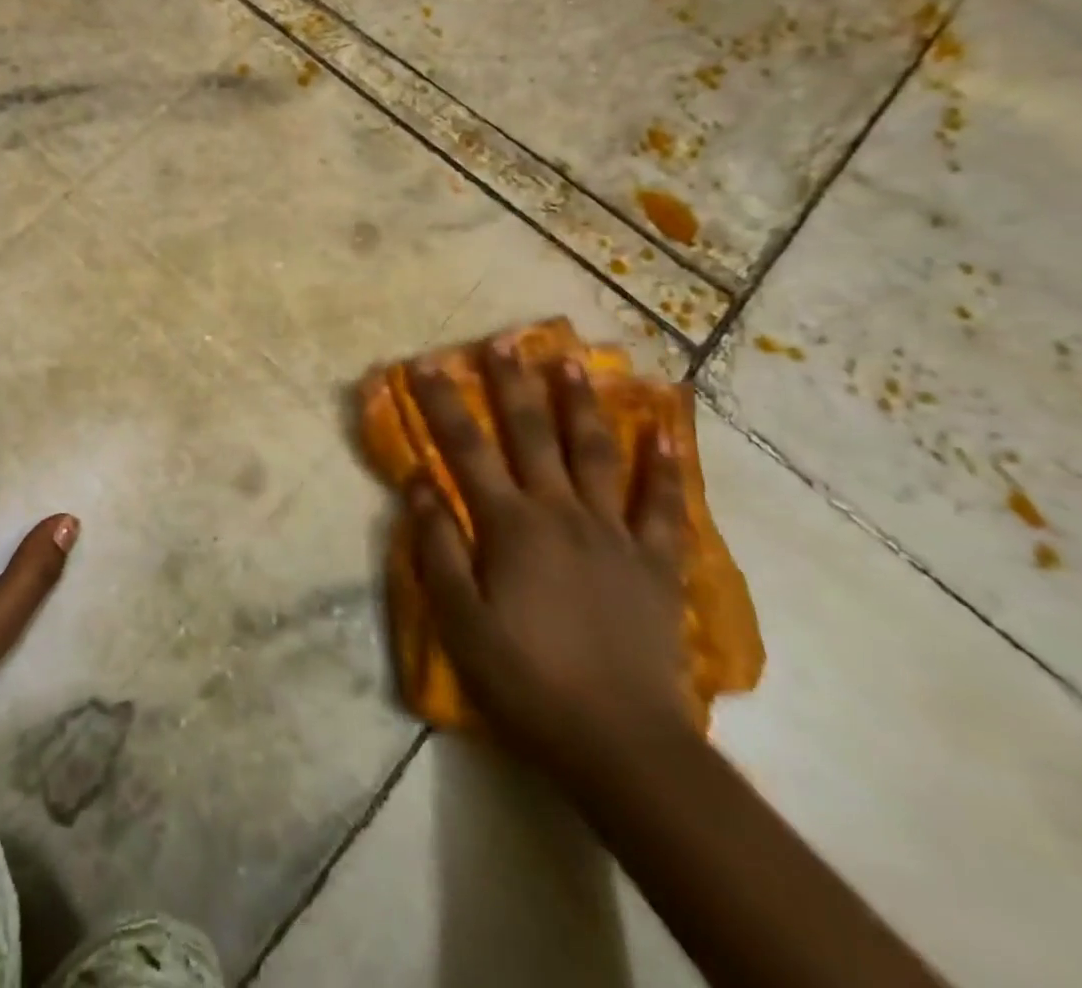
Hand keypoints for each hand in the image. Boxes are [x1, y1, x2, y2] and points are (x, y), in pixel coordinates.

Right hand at [405, 339, 693, 785]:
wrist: (621, 742)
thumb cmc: (526, 679)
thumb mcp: (460, 619)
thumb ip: (438, 546)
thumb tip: (418, 481)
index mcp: (509, 525)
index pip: (465, 449)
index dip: (442, 403)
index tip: (424, 363)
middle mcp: (560, 512)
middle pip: (530, 434)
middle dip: (512, 383)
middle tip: (504, 338)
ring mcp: (613, 532)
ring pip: (593, 452)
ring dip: (579, 402)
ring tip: (571, 359)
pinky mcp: (653, 560)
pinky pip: (660, 503)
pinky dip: (662, 464)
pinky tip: (662, 428)